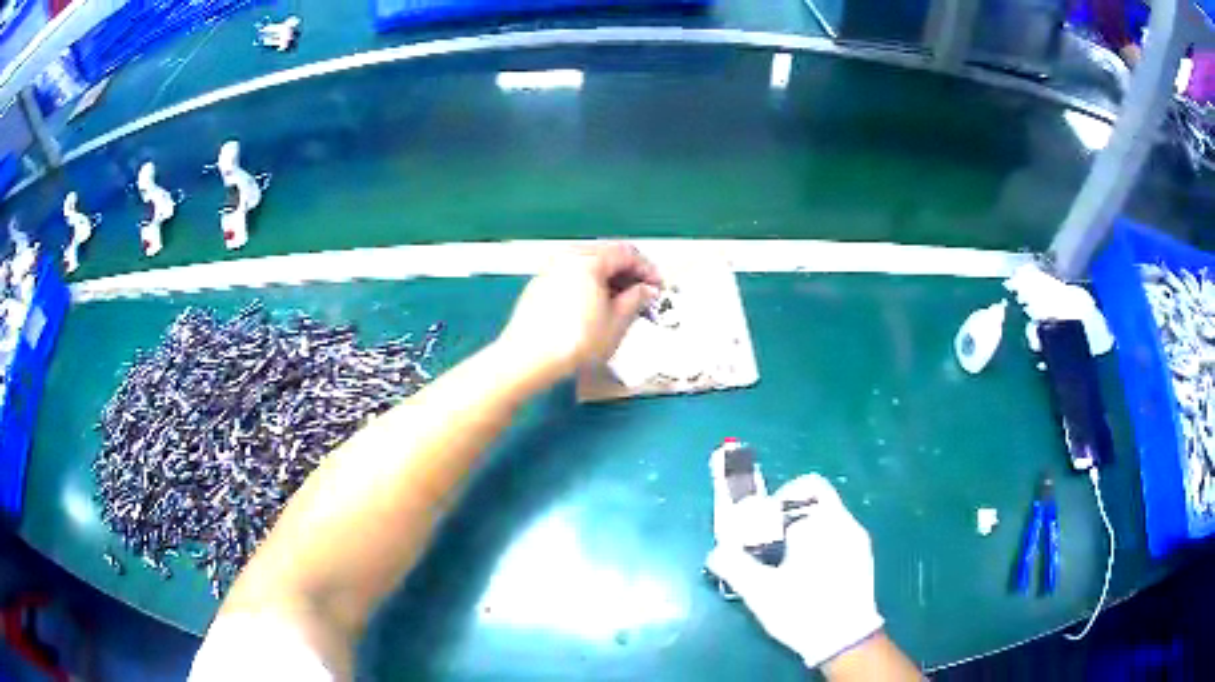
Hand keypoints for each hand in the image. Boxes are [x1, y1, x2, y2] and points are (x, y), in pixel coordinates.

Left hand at [497, 242, 660, 381]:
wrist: (527, 359)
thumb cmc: (575, 341)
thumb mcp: (616, 322)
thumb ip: (636, 299)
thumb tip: (646, 290)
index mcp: (589, 259)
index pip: (628, 253)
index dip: (648, 270)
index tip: (659, 288)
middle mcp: (567, 257)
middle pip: (607, 255)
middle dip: (629, 274)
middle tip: (643, 295)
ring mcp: (550, 269)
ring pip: (588, 266)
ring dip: (609, 280)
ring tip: (622, 304)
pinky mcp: (539, 286)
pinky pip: (572, 276)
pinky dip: (589, 286)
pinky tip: (595, 308)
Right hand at [706, 474, 883, 669]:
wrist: (846, 641)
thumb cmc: (803, 610)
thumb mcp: (761, 591)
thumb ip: (734, 566)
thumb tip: (716, 551)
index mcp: (826, 523)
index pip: (809, 486)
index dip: (783, 496)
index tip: (765, 520)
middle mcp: (847, 524)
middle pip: (817, 503)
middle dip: (789, 519)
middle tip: (768, 545)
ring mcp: (859, 542)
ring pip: (828, 522)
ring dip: (803, 534)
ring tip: (784, 563)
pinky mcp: (864, 560)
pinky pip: (838, 539)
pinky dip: (819, 546)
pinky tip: (806, 576)